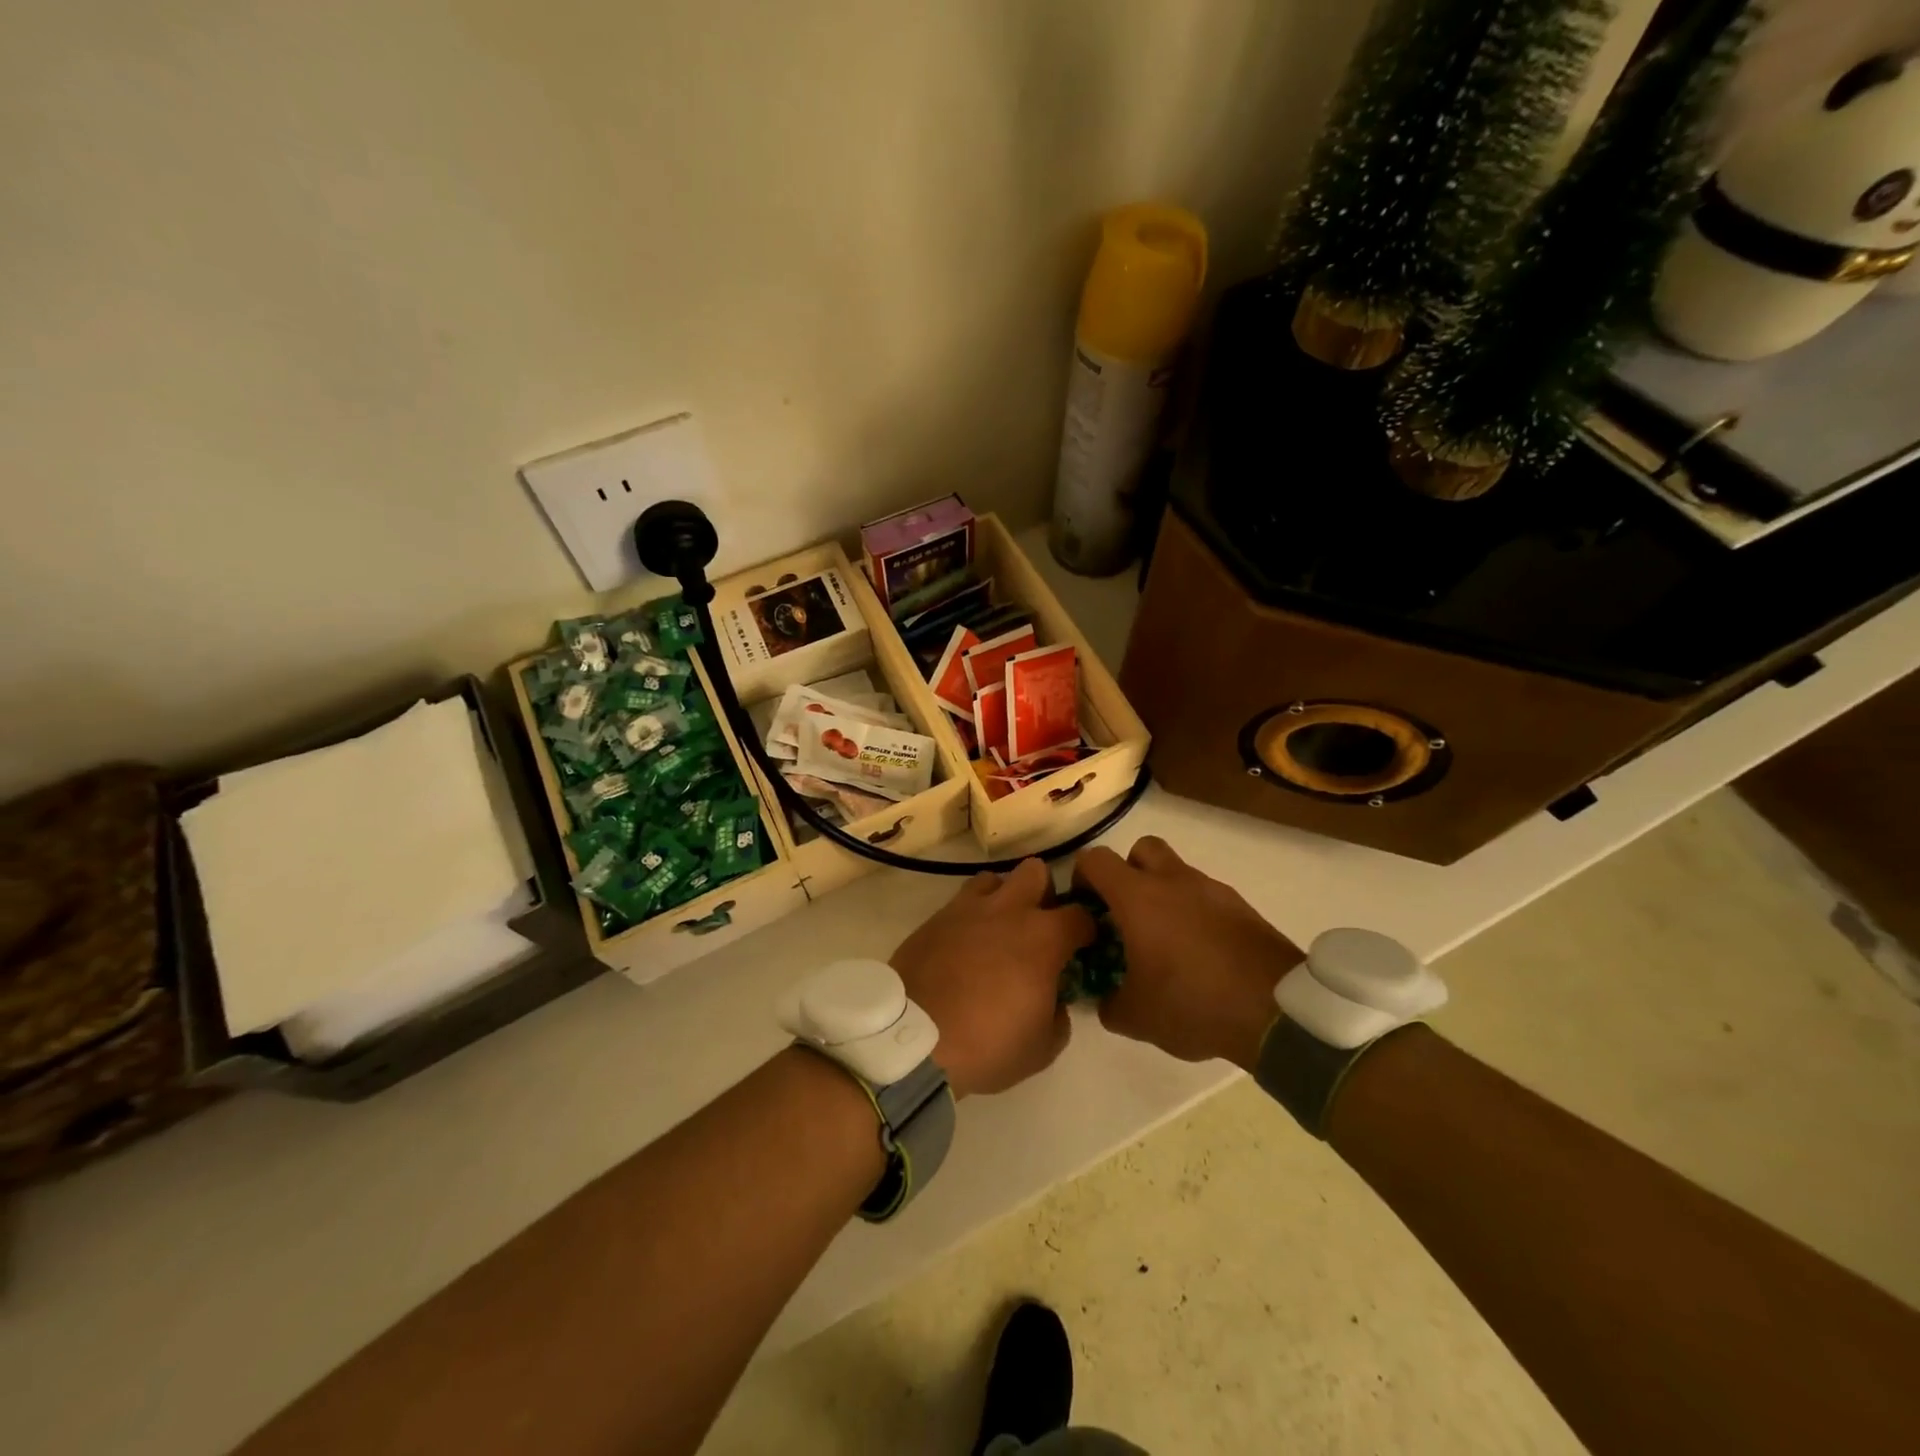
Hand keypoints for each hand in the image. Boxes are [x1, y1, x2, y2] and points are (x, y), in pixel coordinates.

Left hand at [890, 859, 1093, 1097]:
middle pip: (1036, 871)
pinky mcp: (935, 918)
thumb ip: (1059, 1016)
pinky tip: (965, 945)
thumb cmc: (988, 1044)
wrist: (914, 1039)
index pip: (1081, 915)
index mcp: (1043, 937)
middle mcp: (1008, 910)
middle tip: (1039, 926)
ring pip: (994, 878)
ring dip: (1003, 897)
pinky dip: (970, 916)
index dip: (1087, 929)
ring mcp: (967, 909)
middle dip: (1043, 893)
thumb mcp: (1043, 1047)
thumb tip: (1056, 1001)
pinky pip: (960, 903)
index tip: (1083, 947)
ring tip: (998, 930)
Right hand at [1074, 837, 1304, 1069]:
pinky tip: (1200, 954)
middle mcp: (1173, 881)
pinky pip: (1206, 897)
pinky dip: (1195, 913)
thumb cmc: (1193, 1003)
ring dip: (1164, 895)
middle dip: (1128, 873)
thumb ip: (1110, 1004)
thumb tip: (1106, 1001)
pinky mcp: (1242, 907)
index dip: (1082, 878)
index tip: (1084, 908)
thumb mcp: (1137, 1018)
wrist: (1277, 1010)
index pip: (1095, 860)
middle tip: (1126, 913)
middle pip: (1141, 849)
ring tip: (1165, 941)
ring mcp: (1212, 890)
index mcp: (1138, 897)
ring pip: (1177, 873)